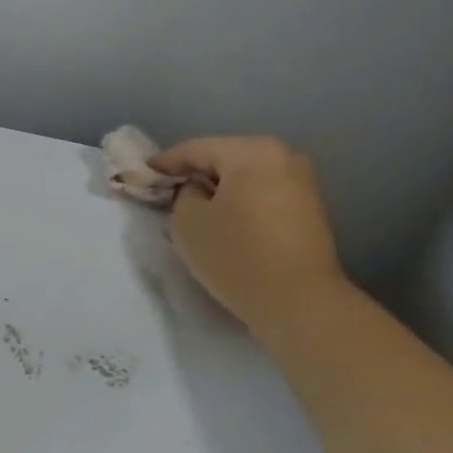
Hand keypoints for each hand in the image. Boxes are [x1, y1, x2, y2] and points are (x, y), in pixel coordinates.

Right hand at [150, 137, 348, 339]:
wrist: (301, 304)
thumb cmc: (237, 255)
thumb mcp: (187, 222)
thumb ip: (183, 195)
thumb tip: (196, 191)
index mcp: (253, 152)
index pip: (196, 148)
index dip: (165, 162)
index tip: (143, 173)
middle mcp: (283, 157)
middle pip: (224, 158)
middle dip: (194, 174)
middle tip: (166, 191)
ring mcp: (302, 184)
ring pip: (245, 178)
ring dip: (218, 190)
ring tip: (193, 209)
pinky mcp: (310, 211)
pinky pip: (262, 196)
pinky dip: (240, 203)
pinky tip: (224, 222)